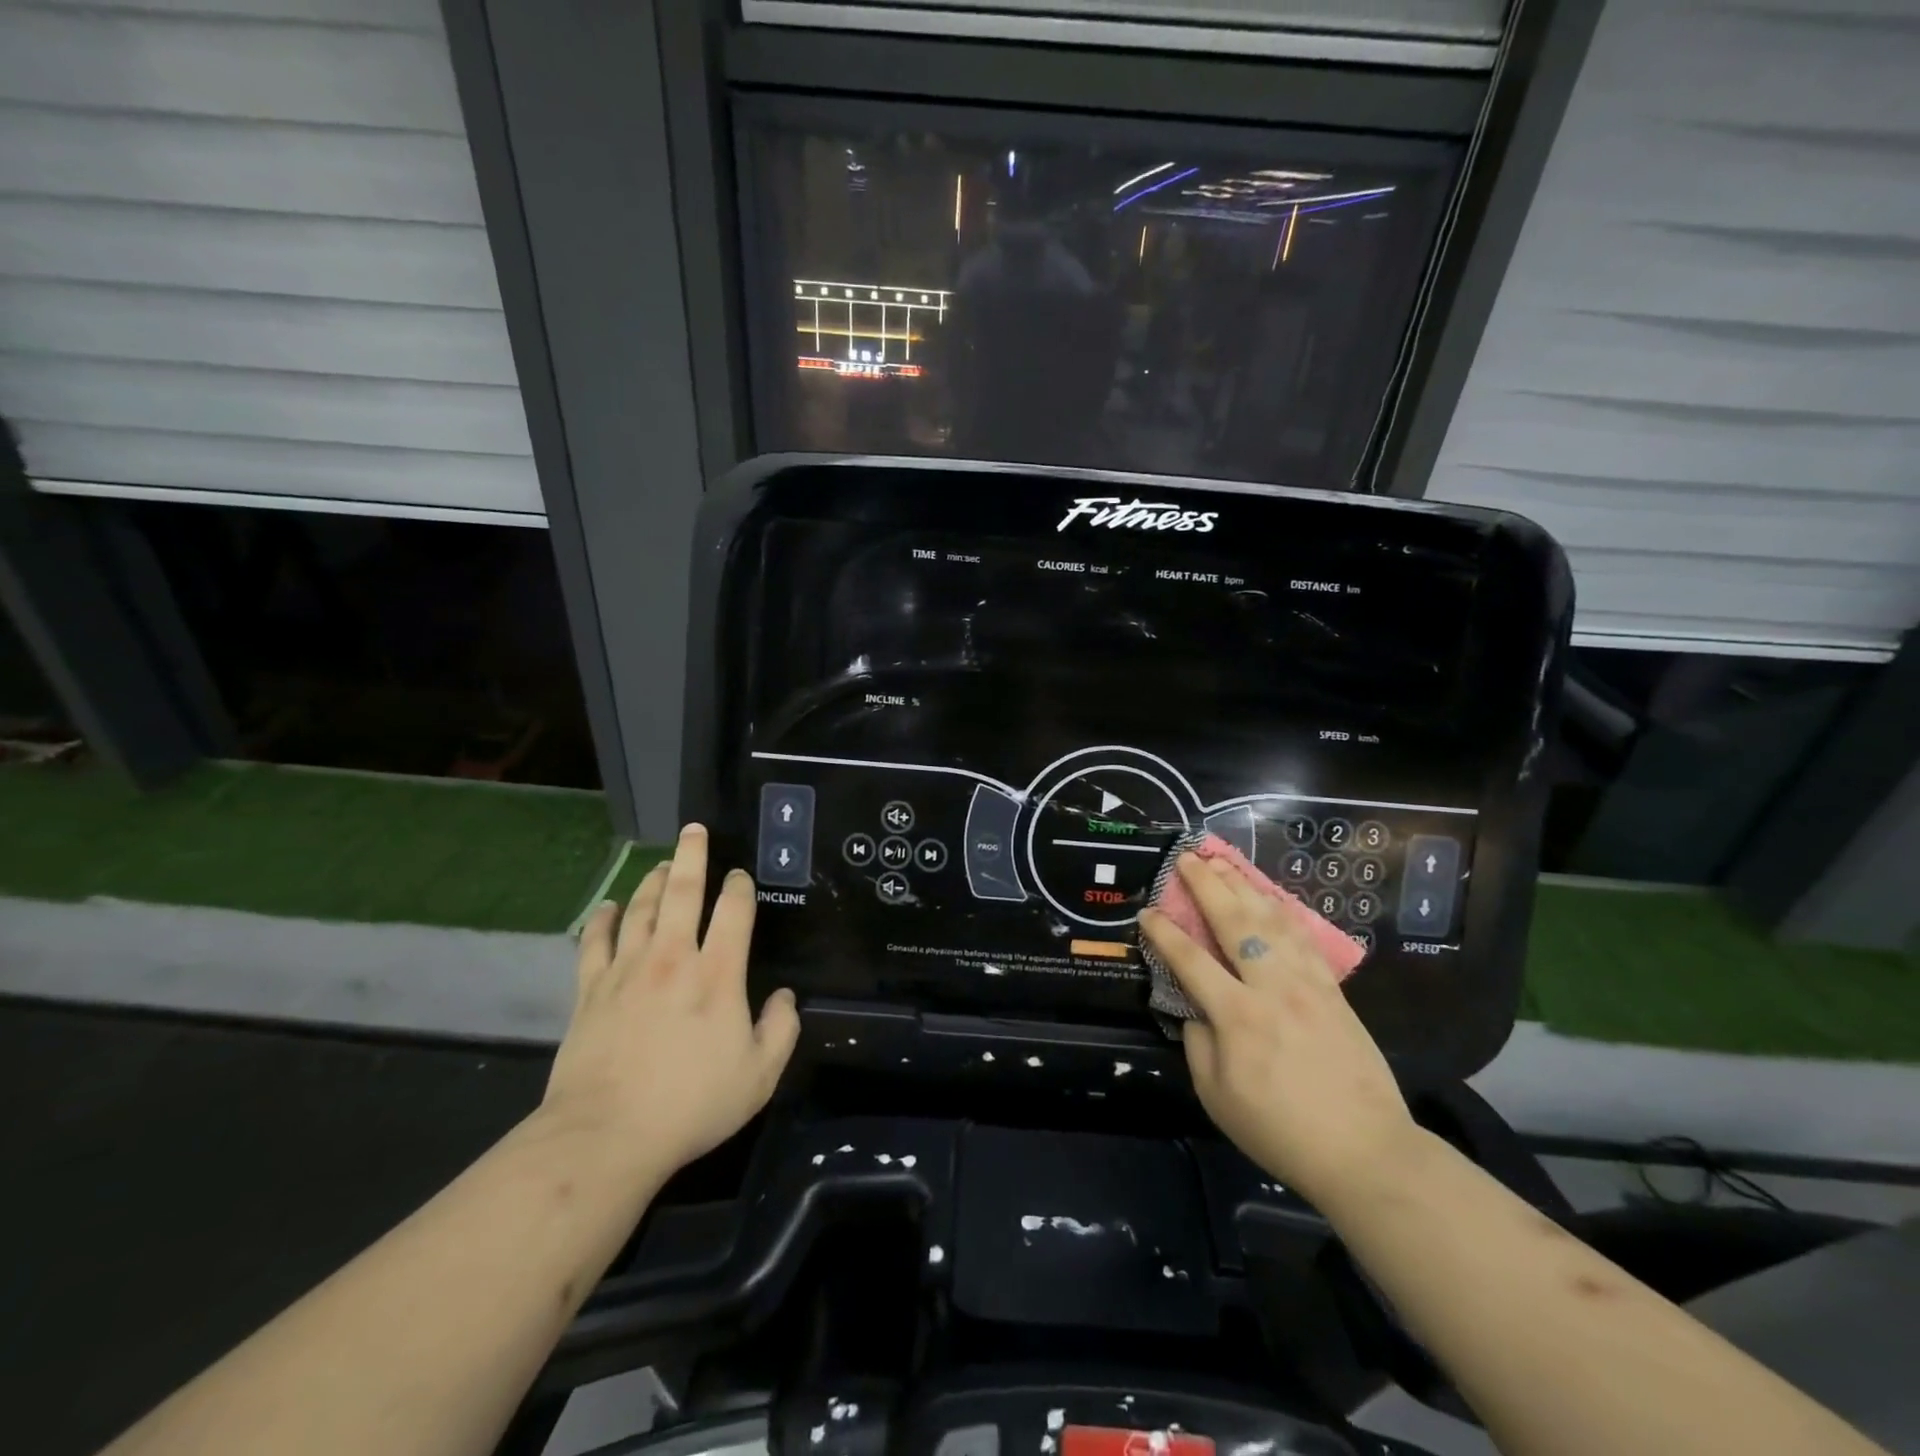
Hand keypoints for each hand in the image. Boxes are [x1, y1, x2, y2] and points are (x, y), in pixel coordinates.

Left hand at [540, 824, 800, 1182]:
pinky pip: (596, 942)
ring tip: (661, 863)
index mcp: (718, 973)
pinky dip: (603, 920)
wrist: (606, 1135)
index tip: (741, 877)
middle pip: (682, 891)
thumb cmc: (692, 1104)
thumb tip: (786, 996)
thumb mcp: (759, 1076)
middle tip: (694, 829)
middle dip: (692, 856)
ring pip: (641, 909)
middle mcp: (673, 957)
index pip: (734, 911)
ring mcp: (627, 970)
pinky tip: (609, 907)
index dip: (740, 886)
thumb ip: (782, 1029)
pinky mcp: (590, 990)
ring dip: (652, 881)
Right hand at [1140, 854, 1416, 1206]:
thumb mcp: (1216, 1096)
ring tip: (1224, 863)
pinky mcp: (1333, 991)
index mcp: (1237, 1016)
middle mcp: (1272, 988)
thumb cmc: (1280, 1129)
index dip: (1164, 933)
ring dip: (1244, 887)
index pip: (1190, 960)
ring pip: (1272, 921)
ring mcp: (1308, 985)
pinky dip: (1285, 912)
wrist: (1365, 1151)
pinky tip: (1273, 898)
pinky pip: (1305, 940)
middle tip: (1188, 858)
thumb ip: (1197, 1042)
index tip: (1147, 912)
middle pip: (1234, 923)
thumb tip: (1196, 1007)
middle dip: (1207, 885)